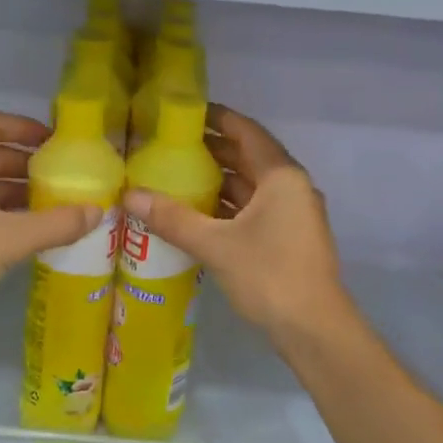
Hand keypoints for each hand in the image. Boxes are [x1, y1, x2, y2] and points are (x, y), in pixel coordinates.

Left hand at [0, 110, 101, 341]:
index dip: (23, 126)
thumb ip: (57, 223)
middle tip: (65, 175)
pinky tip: (38, 230)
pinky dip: (10, 215)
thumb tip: (98, 211)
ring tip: (59, 203)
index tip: (55, 140)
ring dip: (21, 191)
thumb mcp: (10, 236)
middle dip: (28, 163)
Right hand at [123, 105, 348, 344]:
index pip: (247, 132)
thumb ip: (172, 218)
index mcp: (281, 176)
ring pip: (251, 186)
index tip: (185, 112)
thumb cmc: (268, 275)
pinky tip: (198, 213)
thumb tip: (128, 196)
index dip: (217, 118)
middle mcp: (292, 188)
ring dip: (219, 179)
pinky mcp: (289, 239)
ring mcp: (293, 215)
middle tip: (170, 144)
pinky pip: (254, 209)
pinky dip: (228, 206)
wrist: (314, 330)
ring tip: (177, 175)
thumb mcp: (215, 244)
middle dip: (212, 149)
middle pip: (249, 157)